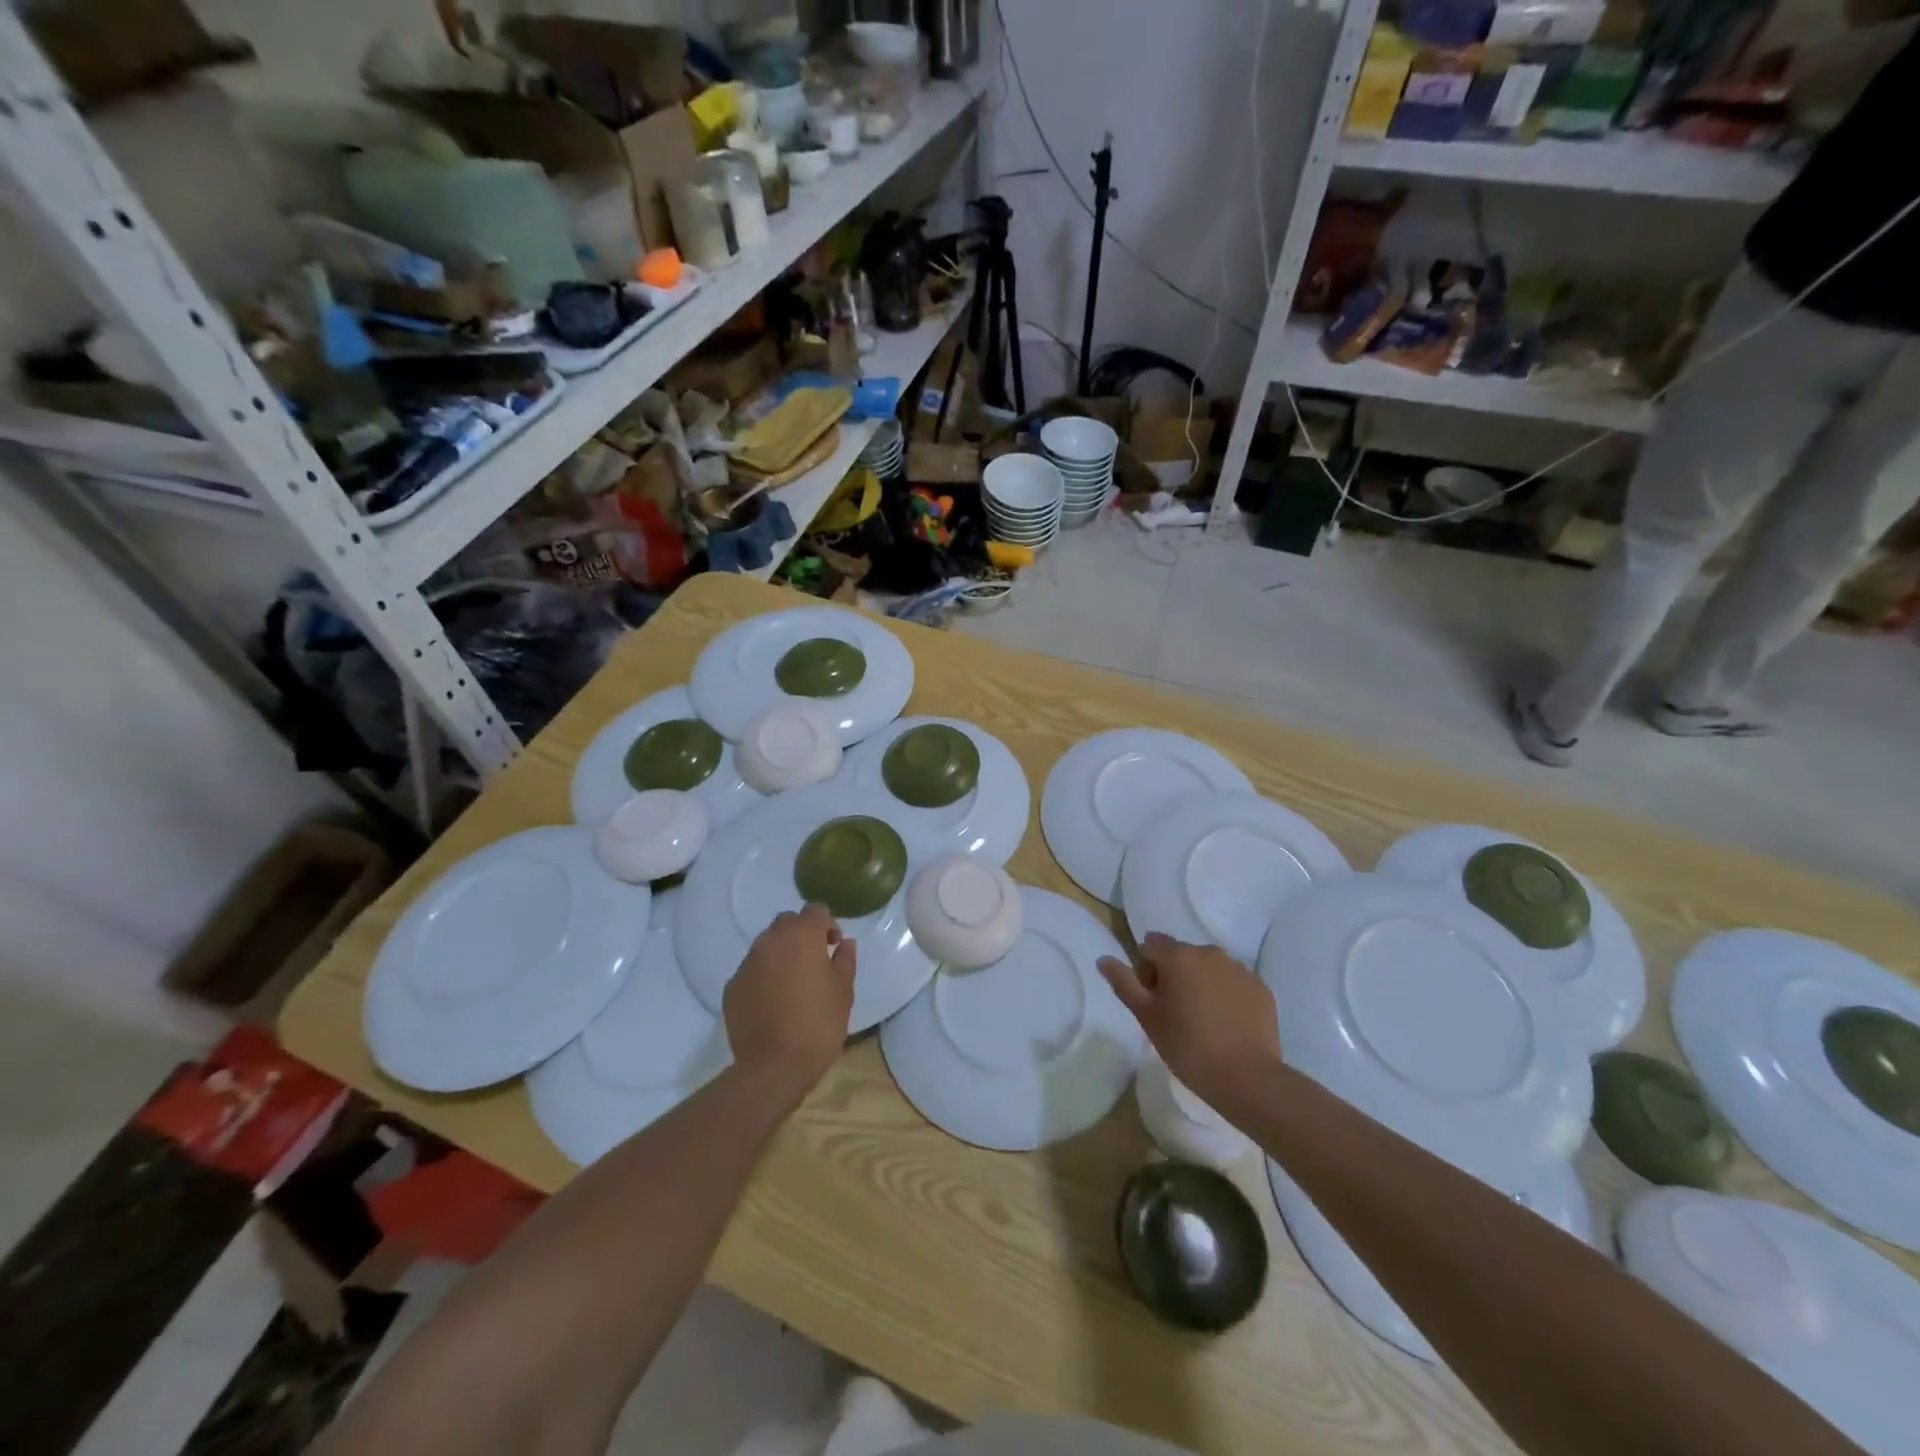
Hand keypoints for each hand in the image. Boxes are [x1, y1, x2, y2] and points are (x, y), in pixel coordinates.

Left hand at [725, 905, 856, 1098]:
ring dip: (780, 953)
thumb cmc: (818, 1024)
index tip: (833, 946)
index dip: (827, 924)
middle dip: (801, 933)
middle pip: (787, 922)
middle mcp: (771, 941)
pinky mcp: (732, 986)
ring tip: (792, 981)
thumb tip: (845, 943)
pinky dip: (763, 975)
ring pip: (766, 944)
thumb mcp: (843, 991)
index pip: (815, 910)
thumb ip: (845, 960)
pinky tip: (772, 1001)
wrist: (773, 1066)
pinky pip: (751, 969)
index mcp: (802, 937)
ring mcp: (747, 963)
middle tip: (813, 960)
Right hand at [1098, 934, 1279, 1115]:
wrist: (1246, 1077)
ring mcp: (1240, 969)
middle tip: (1175, 1014)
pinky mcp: (1261, 988)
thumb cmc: (1187, 1045)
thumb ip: (1124, 983)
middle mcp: (1210, 953)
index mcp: (1179, 955)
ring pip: (1210, 968)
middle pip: (1182, 955)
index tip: (1153, 1000)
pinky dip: (1227, 996)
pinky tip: (1227, 1025)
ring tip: (1204, 1021)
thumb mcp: (1146, 1016)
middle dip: (1175, 976)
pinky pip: (1234, 983)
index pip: (1151, 945)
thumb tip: (1104, 958)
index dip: (1146, 970)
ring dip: (1201, 984)